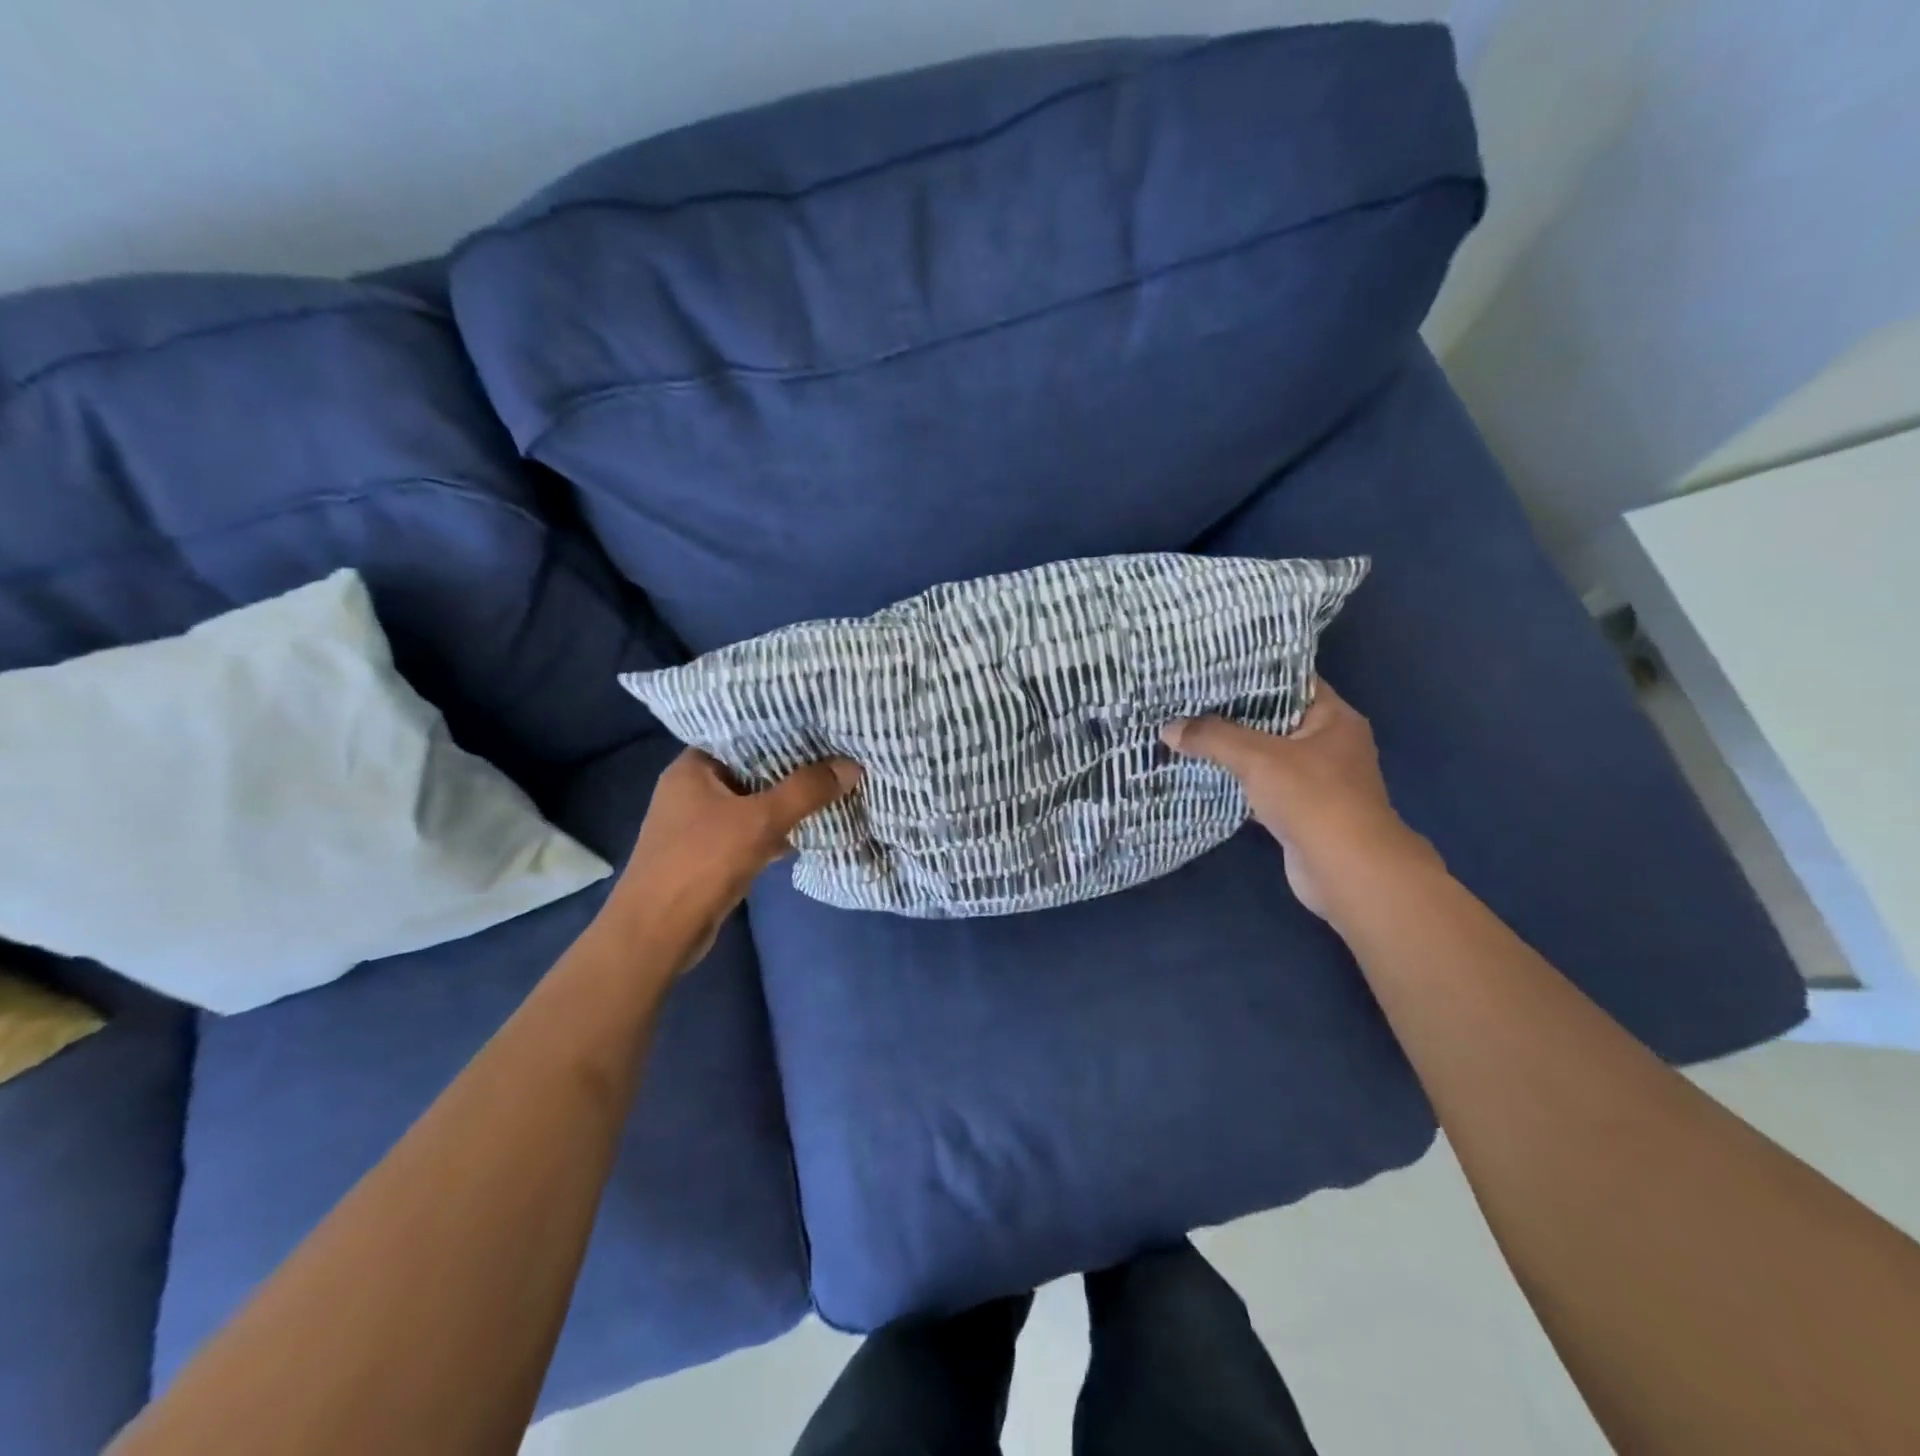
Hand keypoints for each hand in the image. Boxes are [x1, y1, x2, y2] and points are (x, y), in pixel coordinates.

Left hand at [604, 749, 860, 972]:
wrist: (658, 934)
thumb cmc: (701, 863)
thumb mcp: (760, 820)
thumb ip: (806, 791)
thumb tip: (852, 765)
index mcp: (692, 768)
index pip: (741, 733)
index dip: (780, 728)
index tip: (820, 724)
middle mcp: (692, 789)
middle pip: (751, 768)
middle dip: (792, 767)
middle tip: (836, 753)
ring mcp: (700, 824)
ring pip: (754, 801)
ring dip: (787, 800)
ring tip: (832, 784)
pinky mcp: (711, 853)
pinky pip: (751, 830)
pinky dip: (777, 829)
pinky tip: (811, 827)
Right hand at [1161, 680, 1429, 918]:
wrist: (1346, 871)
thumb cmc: (1313, 799)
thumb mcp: (1258, 758)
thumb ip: (1212, 737)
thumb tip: (1168, 728)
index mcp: (1333, 717)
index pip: (1289, 681)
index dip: (1250, 672)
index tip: (1209, 668)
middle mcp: (1329, 743)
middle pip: (1273, 717)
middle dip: (1231, 712)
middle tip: (1186, 699)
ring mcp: (1316, 779)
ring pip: (1264, 754)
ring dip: (1230, 748)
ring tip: (1186, 730)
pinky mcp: (1300, 810)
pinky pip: (1261, 784)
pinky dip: (1235, 779)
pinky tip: (1201, 771)